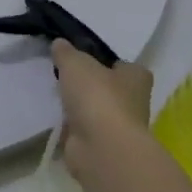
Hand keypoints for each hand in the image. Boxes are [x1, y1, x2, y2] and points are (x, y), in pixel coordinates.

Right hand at [53, 40, 155, 170]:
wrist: (101, 147)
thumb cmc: (97, 97)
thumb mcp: (75, 63)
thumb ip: (66, 52)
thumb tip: (60, 44)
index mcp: (136, 78)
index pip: (125, 66)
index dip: (107, 61)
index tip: (85, 58)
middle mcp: (134, 102)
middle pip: (110, 88)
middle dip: (91, 84)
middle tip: (65, 74)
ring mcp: (118, 126)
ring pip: (96, 109)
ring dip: (80, 105)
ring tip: (55, 93)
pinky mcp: (102, 144)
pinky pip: (84, 128)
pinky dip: (72, 124)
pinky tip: (55, 116)